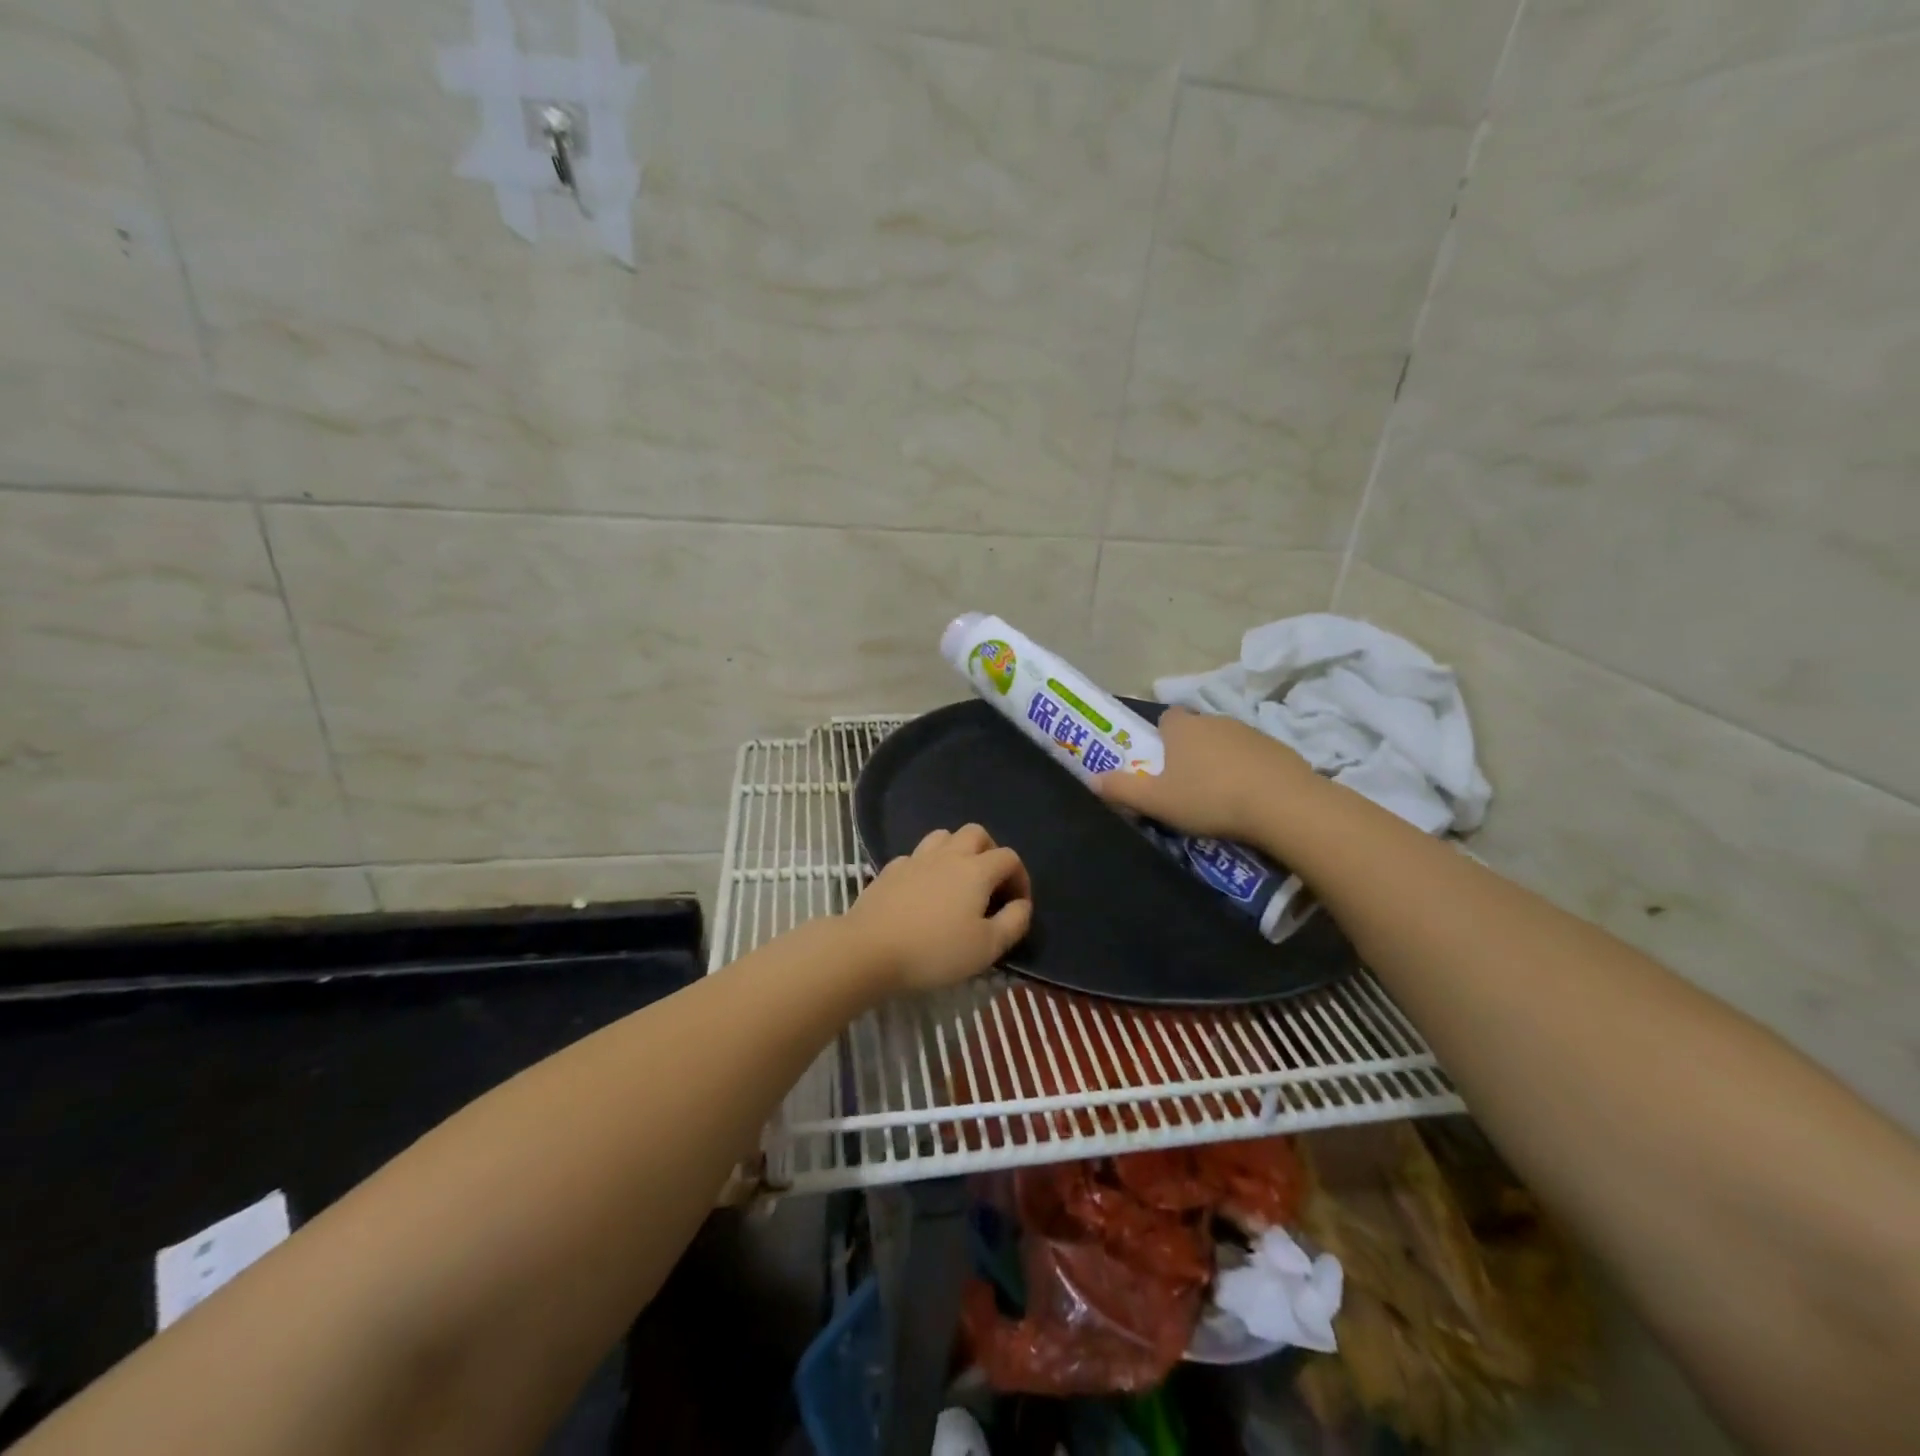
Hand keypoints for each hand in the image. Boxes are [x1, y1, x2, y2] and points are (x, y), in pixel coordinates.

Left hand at [843, 824, 1033, 993]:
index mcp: (976, 870)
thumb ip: (1013, 922)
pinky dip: (927, 866)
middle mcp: (948, 855)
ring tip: (958, 880)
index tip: (1017, 904)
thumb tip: (1022, 905)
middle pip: (976, 833)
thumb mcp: (986, 947)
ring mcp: (915, 859)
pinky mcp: (890, 870)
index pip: (1009, 858)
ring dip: (957, 851)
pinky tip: (923, 890)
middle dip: (990, 852)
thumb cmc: (935, 951)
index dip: (1020, 877)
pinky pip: (916, 856)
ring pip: (943, 837)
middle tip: (990, 883)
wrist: (869, 950)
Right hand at [1093, 707, 1320, 842]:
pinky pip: (1255, 758)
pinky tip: (1249, 800)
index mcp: (1183, 728)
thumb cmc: (1209, 798)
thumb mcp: (1156, 801)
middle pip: (1196, 731)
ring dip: (1221, 762)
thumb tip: (1094, 779)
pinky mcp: (1280, 750)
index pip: (1166, 718)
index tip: (1160, 763)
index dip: (1161, 738)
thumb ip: (1122, 789)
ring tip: (1219, 797)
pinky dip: (1249, 772)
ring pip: (1227, 743)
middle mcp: (1215, 721)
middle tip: (1186, 786)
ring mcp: (1251, 733)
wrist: (1282, 805)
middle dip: (1190, 752)